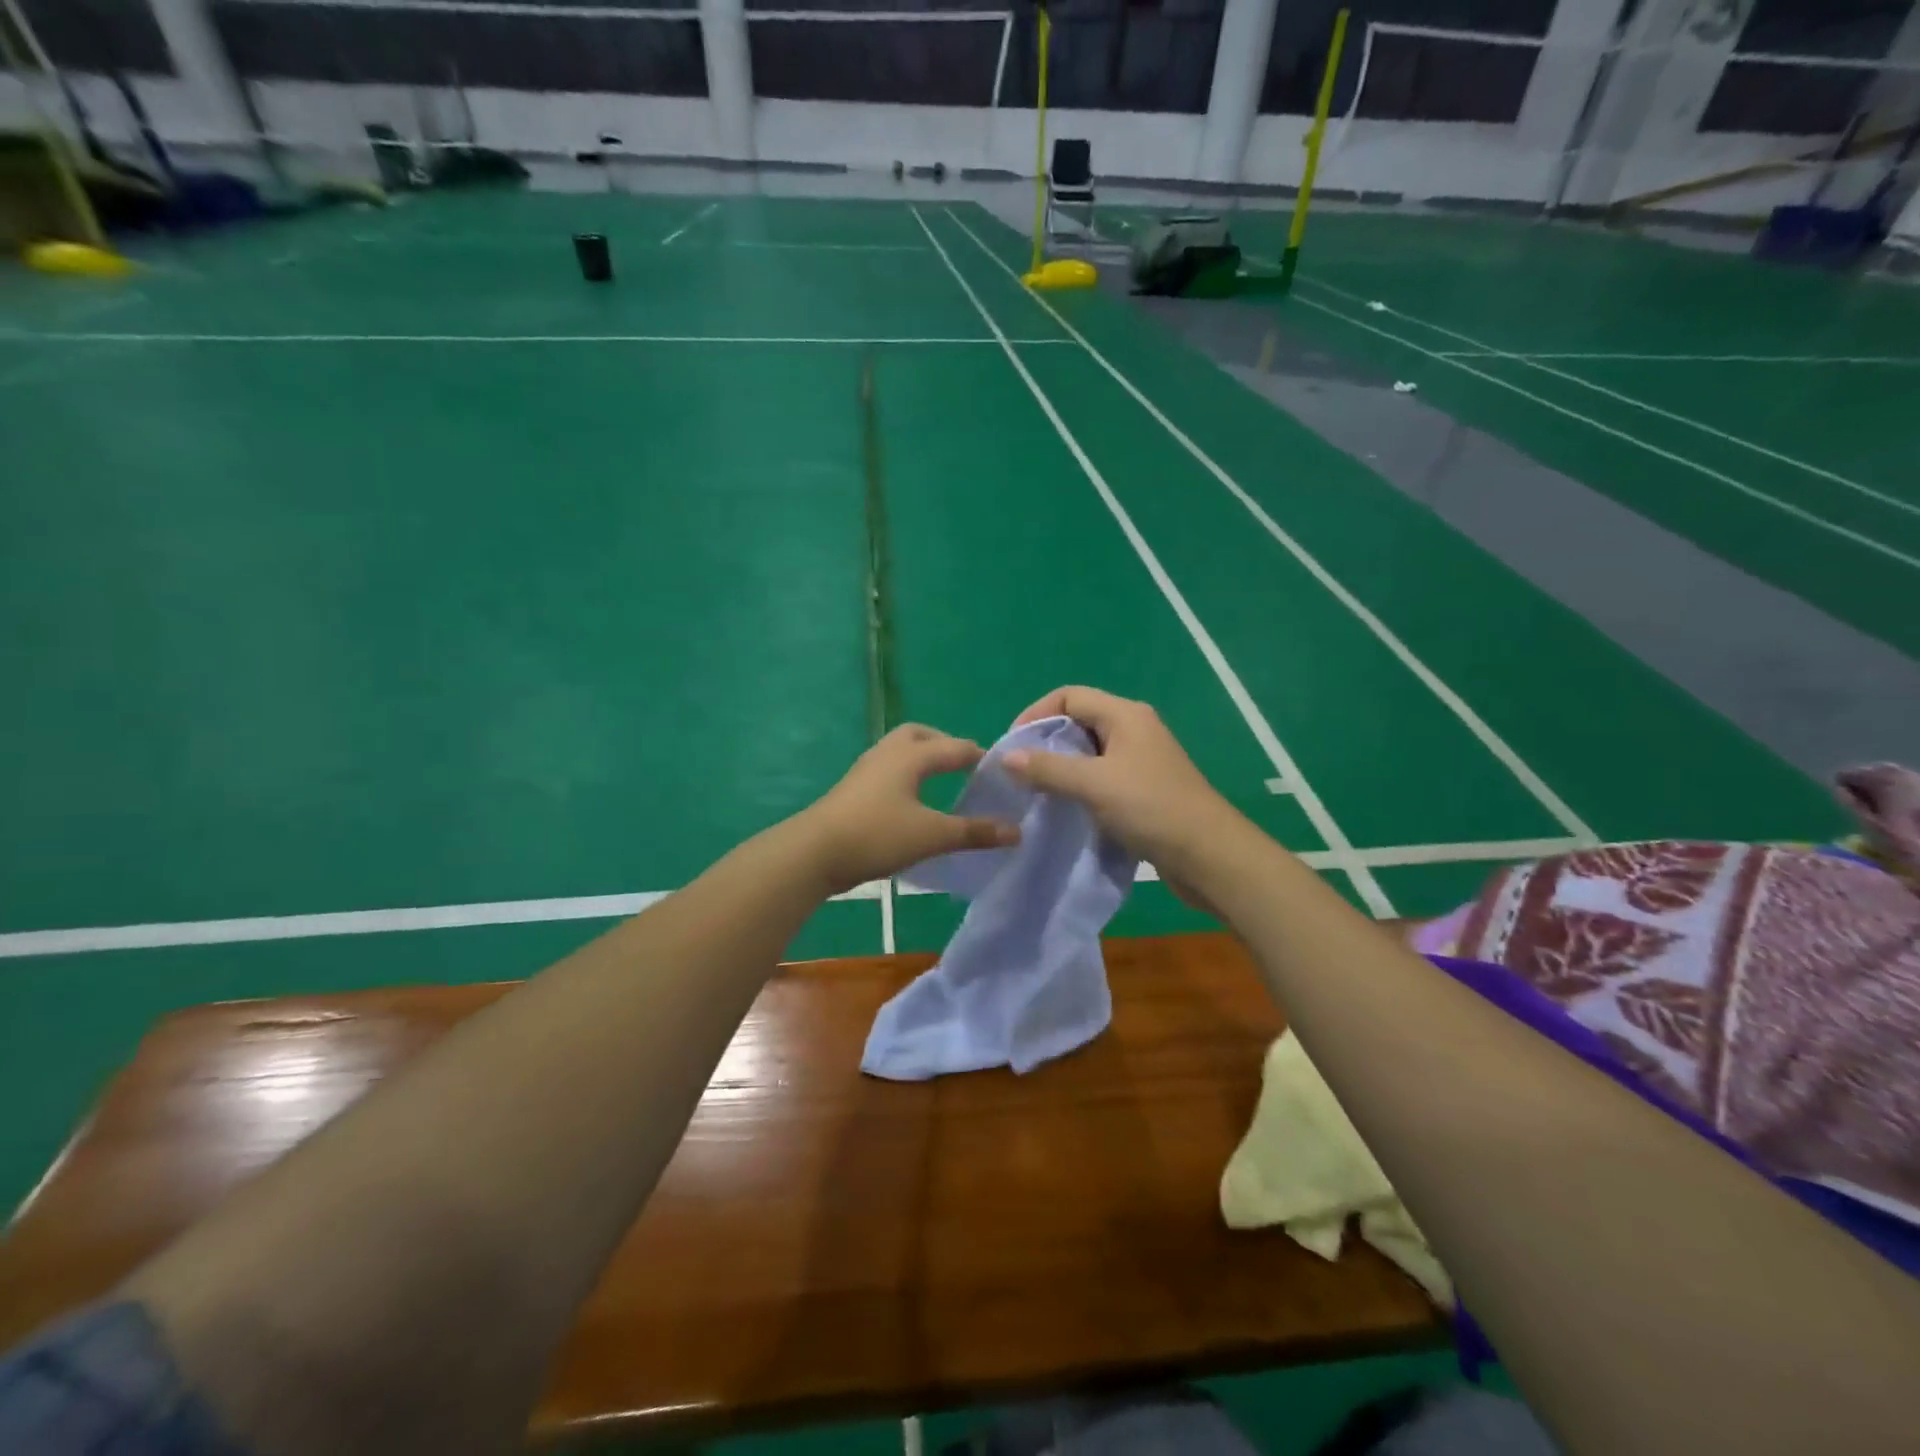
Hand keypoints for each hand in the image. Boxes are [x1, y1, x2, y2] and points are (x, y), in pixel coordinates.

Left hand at [801, 725, 1020, 893]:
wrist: (813, 853)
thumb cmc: (877, 835)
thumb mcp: (932, 835)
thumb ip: (974, 832)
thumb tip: (1017, 831)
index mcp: (911, 756)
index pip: (955, 747)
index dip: (979, 756)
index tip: (1000, 769)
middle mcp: (888, 753)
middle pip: (920, 736)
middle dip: (944, 746)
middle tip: (963, 767)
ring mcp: (865, 770)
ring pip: (899, 752)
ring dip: (921, 760)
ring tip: (939, 783)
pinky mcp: (852, 789)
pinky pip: (886, 770)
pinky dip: (905, 776)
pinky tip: (910, 802)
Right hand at [1003, 686, 1240, 877]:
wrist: (1208, 855)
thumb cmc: (1151, 808)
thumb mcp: (1093, 784)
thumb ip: (1048, 768)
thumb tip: (1007, 757)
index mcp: (1125, 715)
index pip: (1069, 696)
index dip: (1036, 714)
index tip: (1012, 746)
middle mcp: (1134, 730)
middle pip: (1078, 722)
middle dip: (1046, 743)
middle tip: (1019, 772)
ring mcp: (1140, 761)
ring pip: (1089, 753)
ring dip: (1061, 768)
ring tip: (1035, 791)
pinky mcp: (1143, 789)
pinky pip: (1101, 777)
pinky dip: (1079, 787)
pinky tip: (1064, 808)